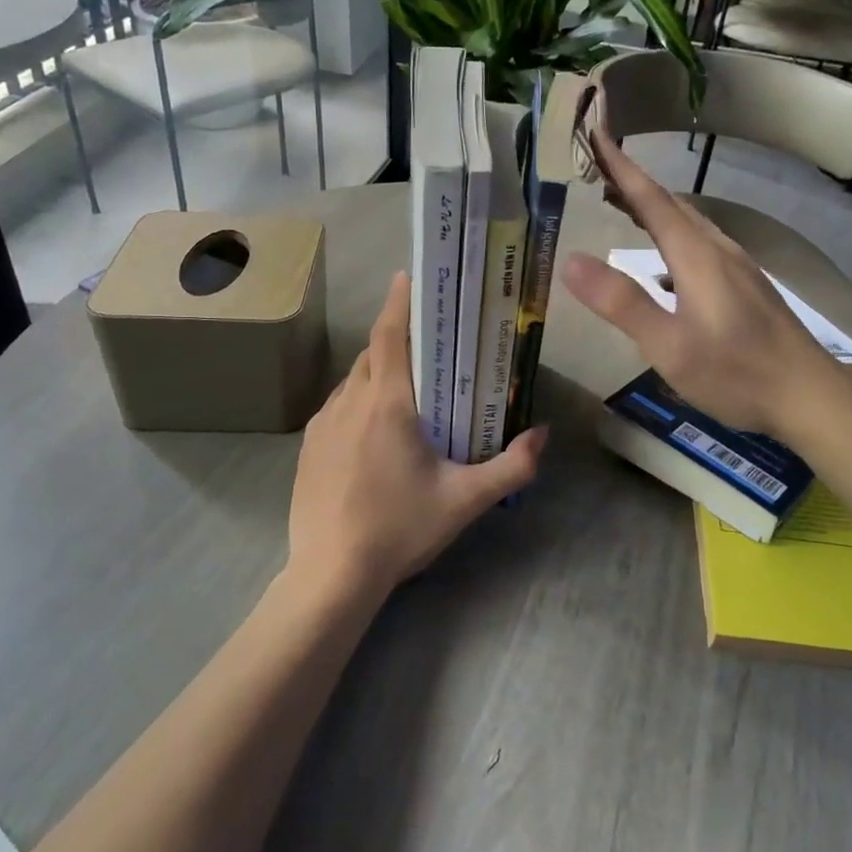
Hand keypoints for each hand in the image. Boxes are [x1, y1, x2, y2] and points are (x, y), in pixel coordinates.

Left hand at [288, 271, 546, 600]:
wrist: (330, 576)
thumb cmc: (400, 529)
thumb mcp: (465, 500)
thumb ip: (511, 466)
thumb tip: (543, 435)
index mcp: (387, 404)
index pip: (390, 335)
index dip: (399, 301)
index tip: (409, 276)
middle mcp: (349, 402)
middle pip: (373, 354)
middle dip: (398, 340)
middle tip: (430, 343)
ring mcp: (322, 425)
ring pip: (353, 380)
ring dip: (378, 372)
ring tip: (407, 388)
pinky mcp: (307, 448)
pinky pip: (337, 407)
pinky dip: (359, 401)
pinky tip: (375, 431)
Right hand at [561, 124, 837, 439]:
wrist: (810, 396)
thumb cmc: (735, 373)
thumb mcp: (668, 346)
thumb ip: (621, 302)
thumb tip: (571, 260)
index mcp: (696, 255)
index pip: (651, 199)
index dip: (621, 167)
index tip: (597, 133)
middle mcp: (719, 249)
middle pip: (671, 204)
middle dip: (633, 183)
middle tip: (597, 169)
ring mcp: (738, 266)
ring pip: (689, 222)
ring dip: (653, 207)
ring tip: (623, 204)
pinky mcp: (748, 285)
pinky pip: (701, 241)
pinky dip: (673, 231)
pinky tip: (667, 255)